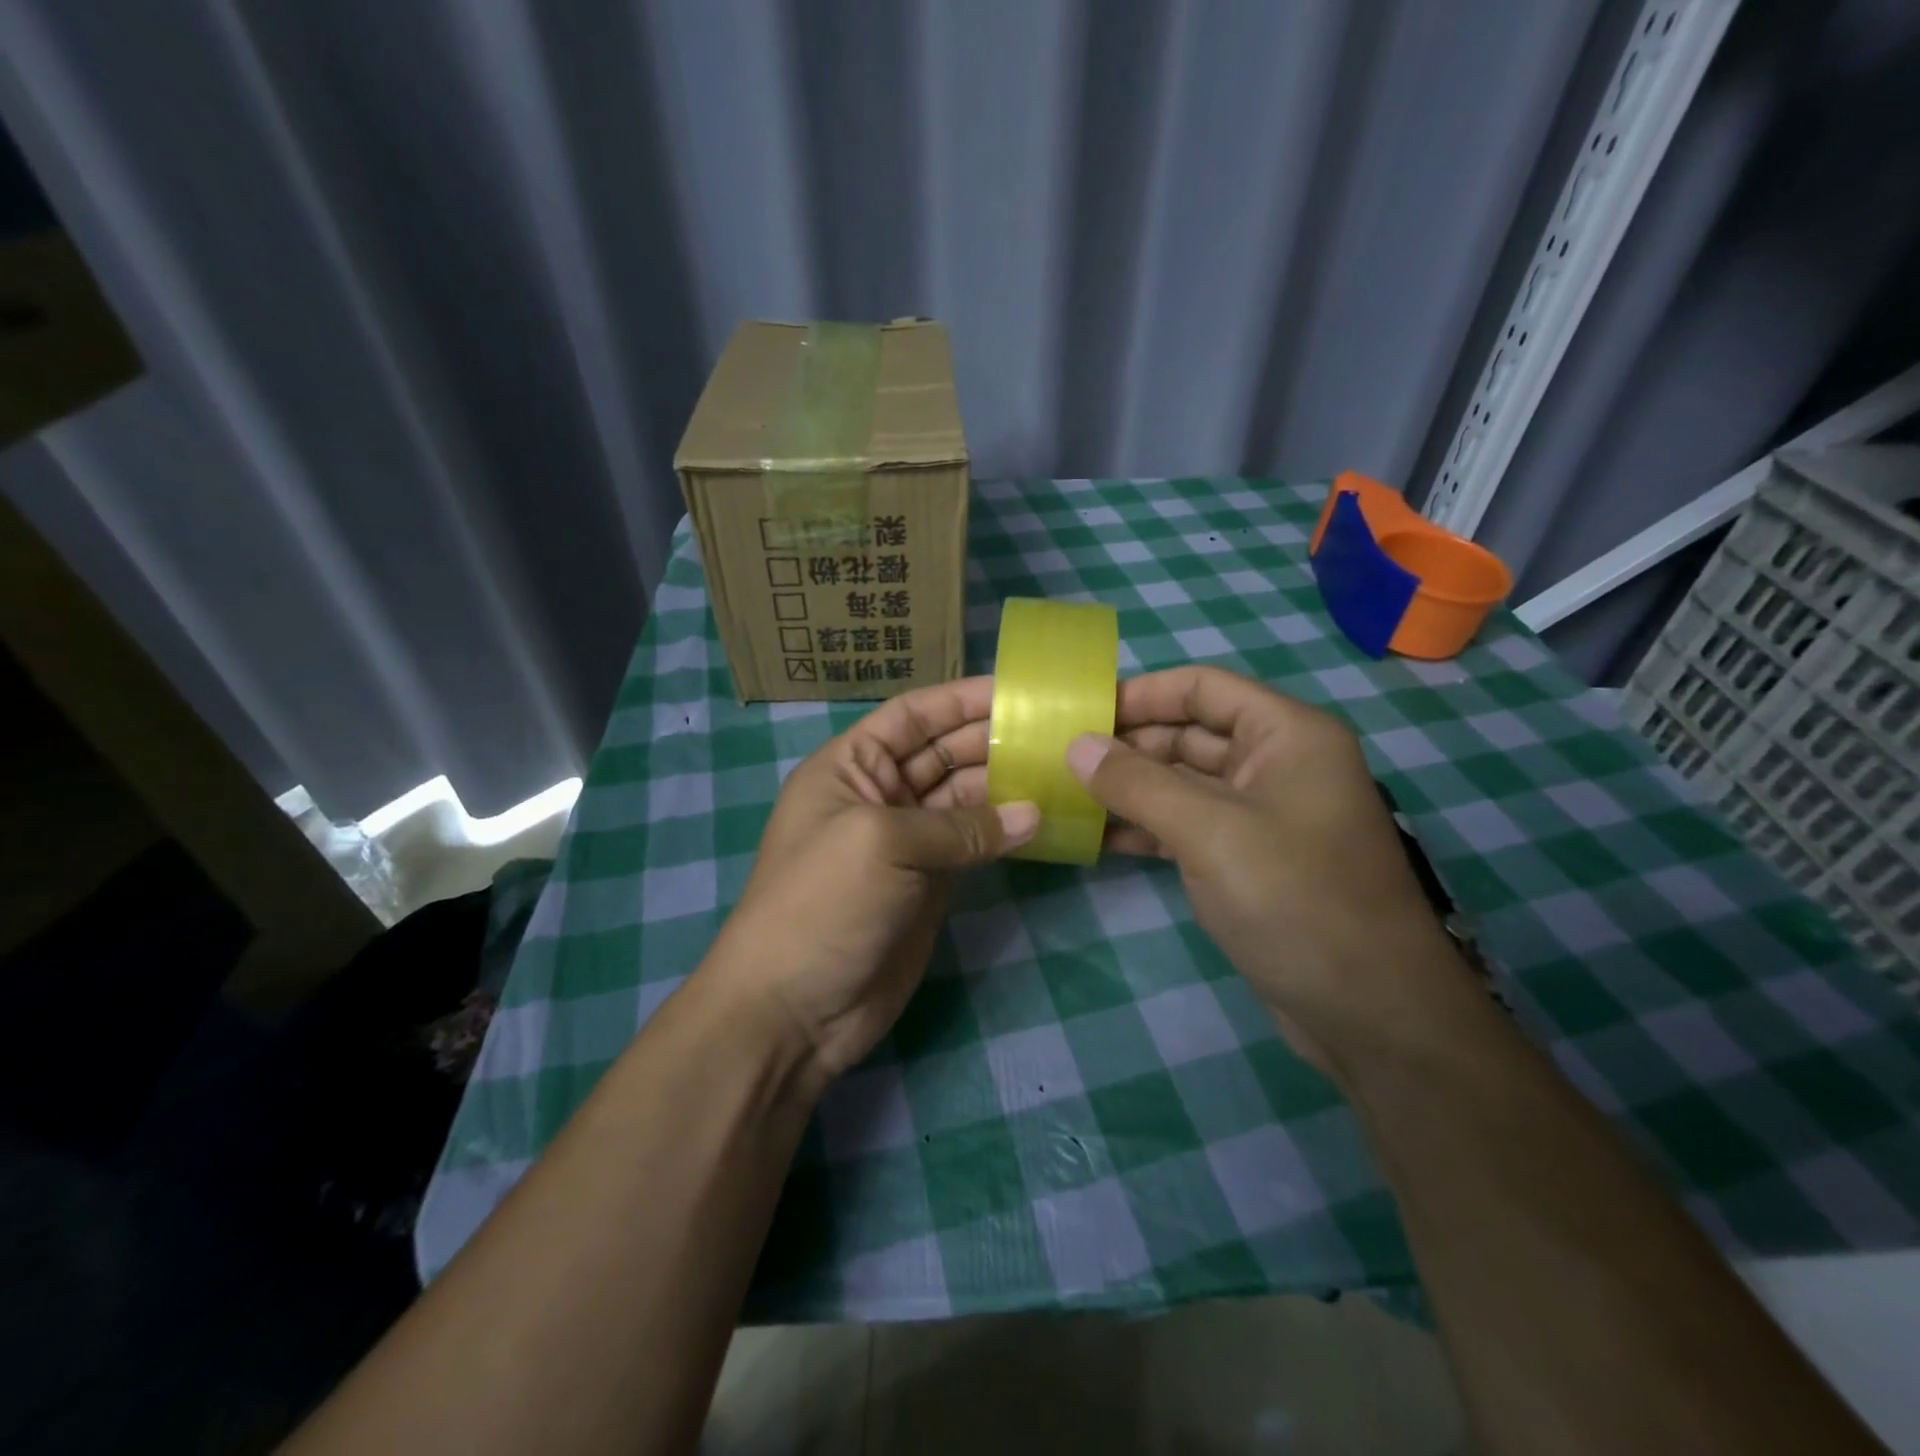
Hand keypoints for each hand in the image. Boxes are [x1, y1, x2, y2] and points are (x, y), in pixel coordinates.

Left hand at [702, 676, 1037, 1081]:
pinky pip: (973, 845)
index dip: (960, 699)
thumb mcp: (881, 843)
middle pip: (944, 753)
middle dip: (993, 739)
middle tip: (1057, 730)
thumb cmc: (822, 904)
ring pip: (964, 799)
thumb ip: (960, 826)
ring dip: (1007, 785)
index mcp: (851, 766)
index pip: (912, 715)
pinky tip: (1043, 821)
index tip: (1018, 690)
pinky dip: (1004, 834)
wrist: (792, 1011)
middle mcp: (879, 795)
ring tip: (1062, 770)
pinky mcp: (930, 885)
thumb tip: (1034, 814)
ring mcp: (907, 842)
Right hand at [1066, 665, 1473, 1075]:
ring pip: (1184, 782)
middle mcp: (1277, 764)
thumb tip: (1076, 745)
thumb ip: (1137, 783)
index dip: (1142, 694)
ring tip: (1069, 793)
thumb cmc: (1295, 899)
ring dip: (1132, 787)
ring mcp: (1262, 814)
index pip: (1203, 688)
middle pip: (1190, 732)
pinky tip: (1100, 837)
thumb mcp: (1209, 831)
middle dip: (1129, 744)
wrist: (1370, 1013)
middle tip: (1063, 758)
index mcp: (1286, 734)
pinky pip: (1189, 826)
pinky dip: (1148, 827)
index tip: (1081, 713)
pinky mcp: (1248, 860)